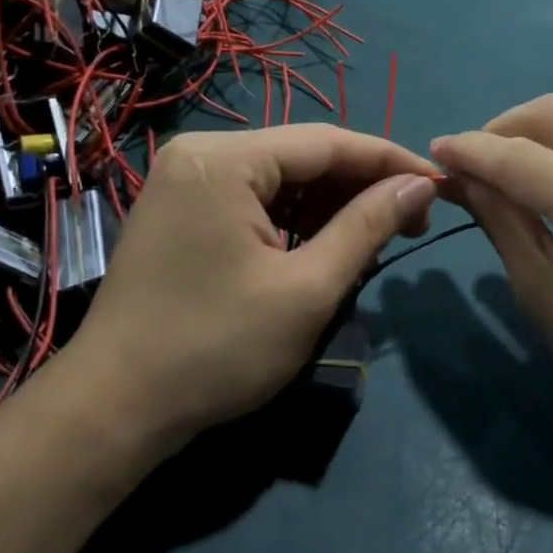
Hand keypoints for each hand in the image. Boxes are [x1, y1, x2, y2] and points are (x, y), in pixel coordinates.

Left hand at [64, 126, 438, 447]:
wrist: (112, 411)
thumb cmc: (215, 349)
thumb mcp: (307, 289)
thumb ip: (367, 225)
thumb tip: (420, 184)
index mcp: (224, 160)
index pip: (328, 142)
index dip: (390, 161)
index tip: (441, 183)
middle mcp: (200, 154)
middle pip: (303, 156)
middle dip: (361, 186)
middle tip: (414, 220)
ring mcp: (185, 181)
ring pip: (280, 178)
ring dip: (331, 204)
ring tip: (378, 236)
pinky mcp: (181, 211)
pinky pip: (254, 199)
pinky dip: (295, 219)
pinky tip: (326, 243)